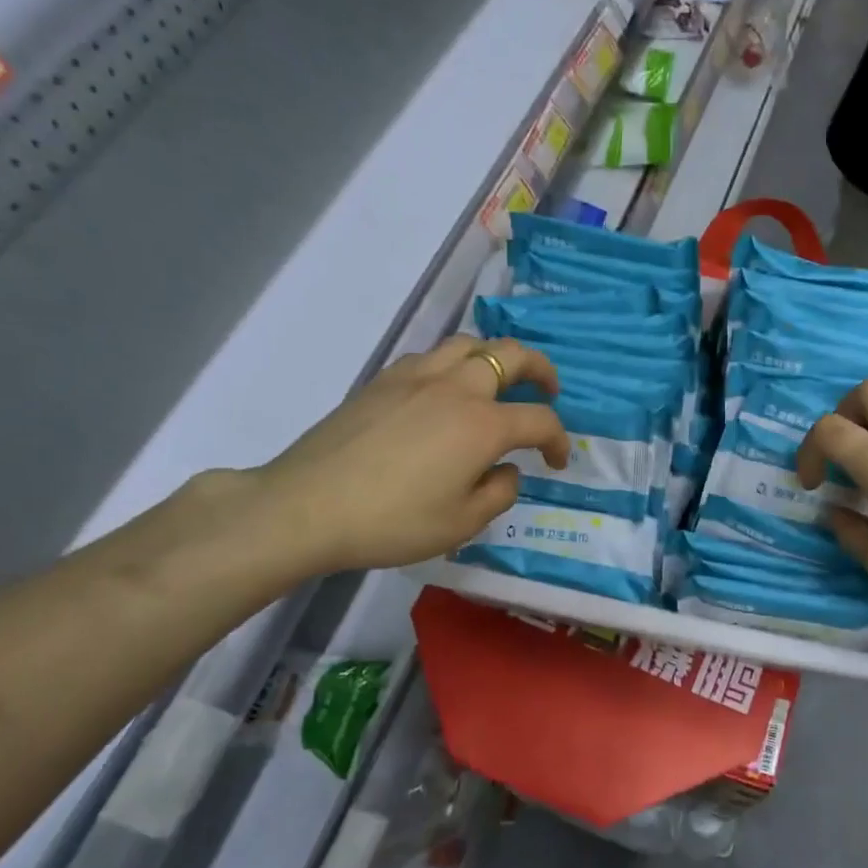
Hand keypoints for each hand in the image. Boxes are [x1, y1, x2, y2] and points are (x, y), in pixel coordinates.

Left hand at [242, 336, 569, 576]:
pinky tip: (445, 391)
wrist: (308, 506)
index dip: (559, 440)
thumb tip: (506, 470)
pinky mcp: (383, 380)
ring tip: (498, 382)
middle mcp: (456, 388)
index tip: (558, 462)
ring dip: (495, 357)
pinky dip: (454, 364)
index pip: (540, 420)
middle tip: (549, 390)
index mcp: (483, 425)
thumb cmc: (393, 521)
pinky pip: (432, 356)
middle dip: (541, 369)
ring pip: (469, 344)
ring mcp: (416, 377)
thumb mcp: (462, 523)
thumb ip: (499, 493)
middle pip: (511, 355)